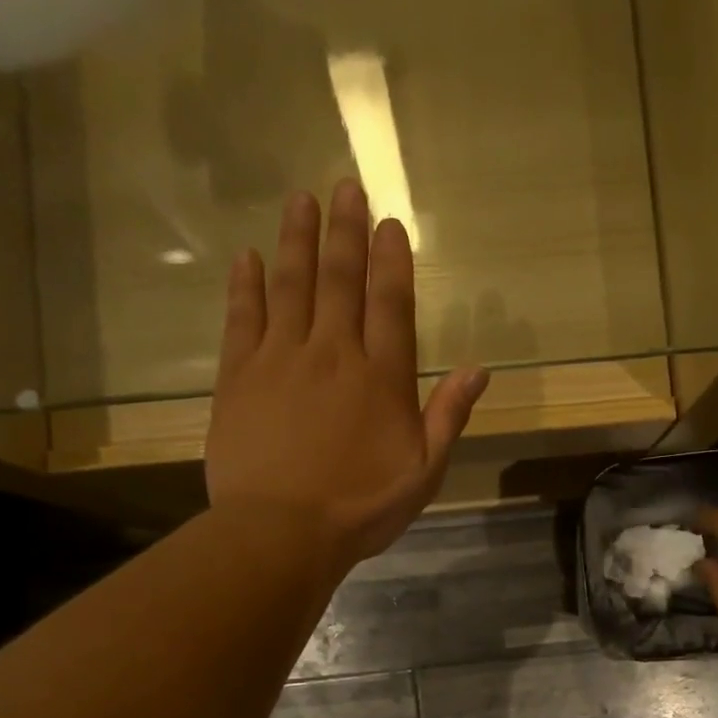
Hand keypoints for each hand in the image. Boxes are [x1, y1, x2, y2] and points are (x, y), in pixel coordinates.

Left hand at [205, 180, 487, 566]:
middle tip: (344, 186)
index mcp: (381, 378)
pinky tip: (246, 257)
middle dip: (344, 231)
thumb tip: (479, 370)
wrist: (281, 532)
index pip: (390, 303)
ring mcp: (280, 359)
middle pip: (340, 280)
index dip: (391, 260)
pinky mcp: (238, 376)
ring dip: (296, 241)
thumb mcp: (423, 472)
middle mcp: (332, 353)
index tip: (389, 222)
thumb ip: (448, 416)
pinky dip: (245, 285)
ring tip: (300, 200)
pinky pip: (242, 318)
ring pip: (290, 286)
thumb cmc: (360, 508)